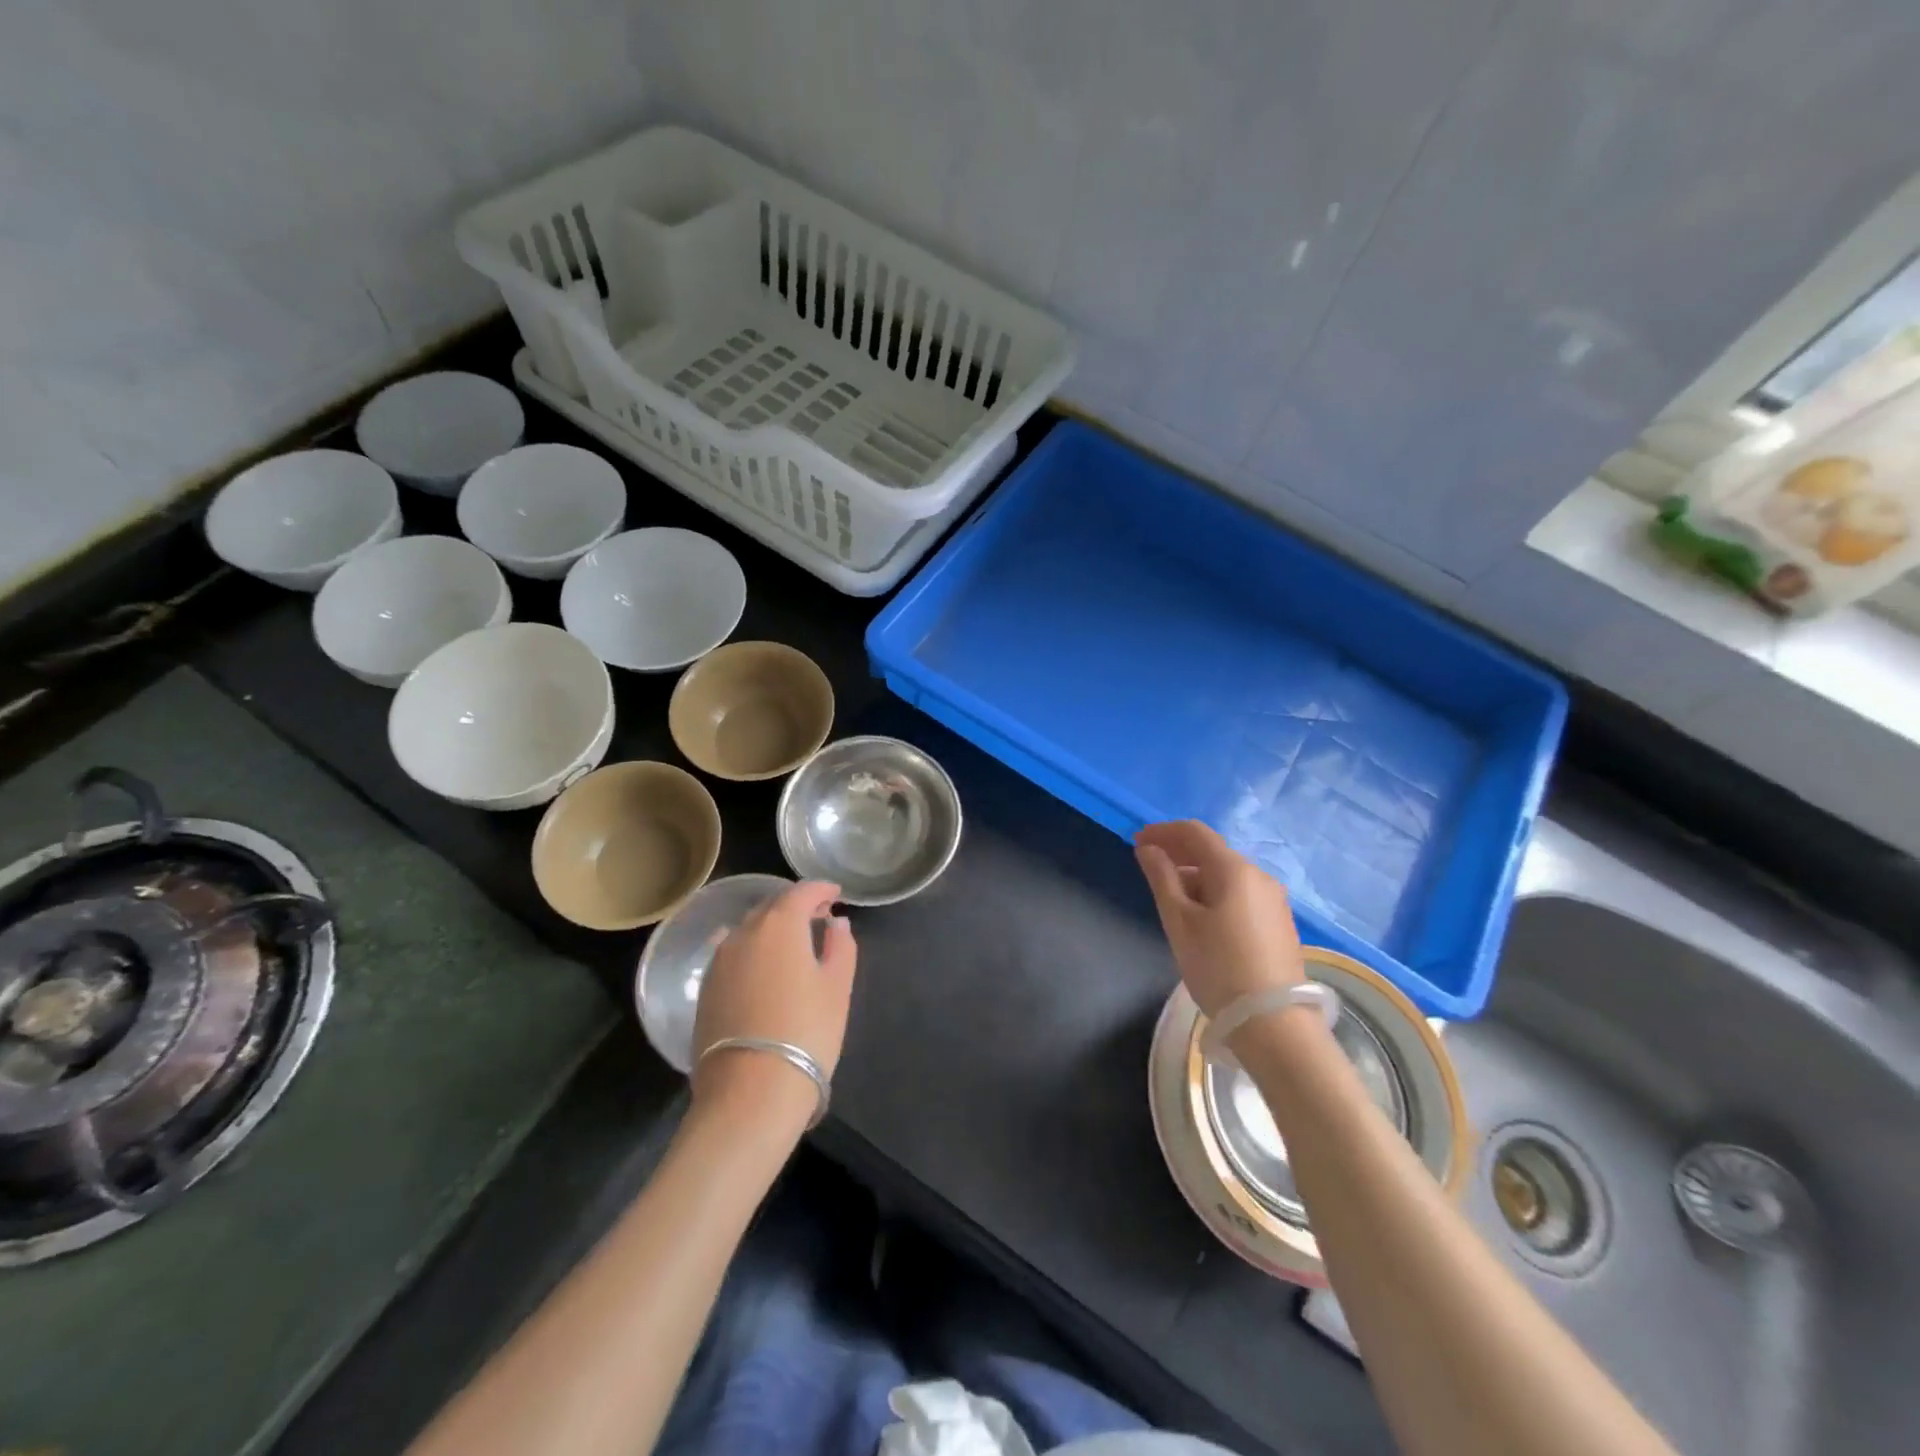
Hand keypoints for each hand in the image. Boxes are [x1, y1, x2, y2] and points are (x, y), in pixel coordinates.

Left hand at [691, 881, 856, 1126]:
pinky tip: (764, 968)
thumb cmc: (805, 1032)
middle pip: (772, 906)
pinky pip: (733, 954)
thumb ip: (840, 946)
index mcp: (779, 925)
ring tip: (793, 944)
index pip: (802, 892)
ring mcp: (719, 961)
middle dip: (796, 906)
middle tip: (819, 918)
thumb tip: (835, 923)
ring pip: (749, 930)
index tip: (836, 894)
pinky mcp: (706, 989)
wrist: (749, 1092)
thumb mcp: (837, 987)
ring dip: (772, 928)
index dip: (822, 889)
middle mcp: (743, 933)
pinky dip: (753, 950)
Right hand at [1134, 820, 1304, 1017]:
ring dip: (1195, 875)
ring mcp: (1274, 900)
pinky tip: (1200, 916)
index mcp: (1234, 869)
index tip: (1136, 842)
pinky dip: (1214, 892)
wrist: (1274, 1023)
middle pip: (1212, 852)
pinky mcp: (1279, 923)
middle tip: (1148, 867)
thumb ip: (1161, 878)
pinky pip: (1240, 894)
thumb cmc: (1218, 967)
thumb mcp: (1179, 921)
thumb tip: (1148, 849)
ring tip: (1170, 896)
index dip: (1162, 832)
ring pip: (1227, 875)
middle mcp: (1259, 876)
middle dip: (1178, 853)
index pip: (1194, 832)